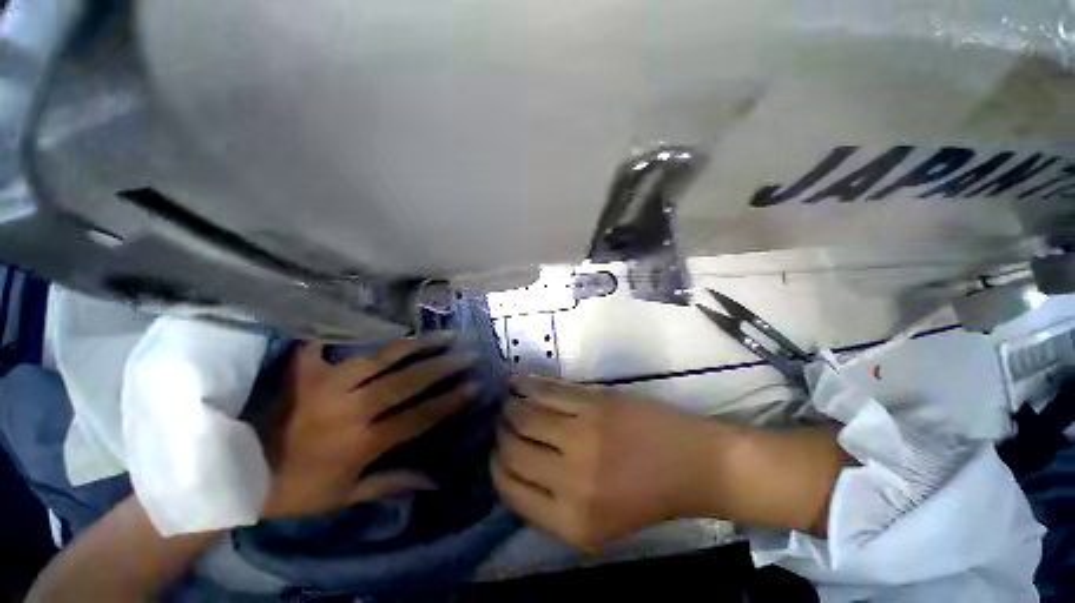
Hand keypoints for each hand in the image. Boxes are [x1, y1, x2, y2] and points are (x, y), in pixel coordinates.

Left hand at [258, 334, 477, 517]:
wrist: (236, 475)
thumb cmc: (296, 490)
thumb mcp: (345, 497)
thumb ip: (391, 484)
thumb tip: (435, 482)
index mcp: (361, 442)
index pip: (418, 417)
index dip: (449, 401)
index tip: (474, 386)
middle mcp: (351, 409)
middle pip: (407, 382)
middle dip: (443, 367)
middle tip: (468, 353)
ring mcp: (327, 385)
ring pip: (382, 358)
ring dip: (416, 346)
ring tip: (442, 336)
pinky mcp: (304, 372)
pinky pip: (327, 345)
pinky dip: (344, 331)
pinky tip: (368, 318)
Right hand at [492, 376, 723, 549]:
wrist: (692, 463)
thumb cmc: (646, 498)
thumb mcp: (596, 525)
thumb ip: (549, 505)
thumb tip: (512, 468)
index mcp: (570, 522)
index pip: (509, 489)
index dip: (497, 466)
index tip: (497, 452)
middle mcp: (570, 479)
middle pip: (512, 448)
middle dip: (501, 435)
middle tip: (503, 424)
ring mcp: (582, 435)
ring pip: (523, 415)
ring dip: (510, 407)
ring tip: (510, 403)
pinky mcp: (593, 403)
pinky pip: (546, 391)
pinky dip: (525, 385)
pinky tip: (517, 383)